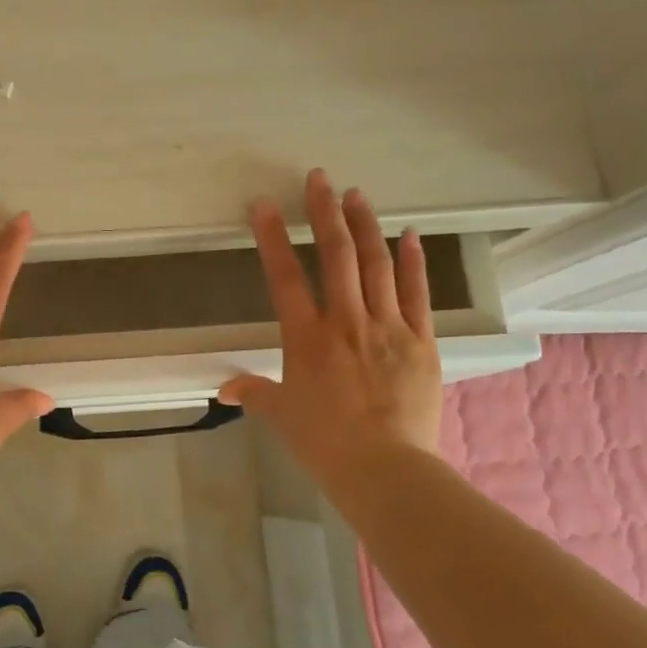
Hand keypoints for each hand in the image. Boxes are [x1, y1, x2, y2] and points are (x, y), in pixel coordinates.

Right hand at [219, 170, 442, 481]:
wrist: (385, 468)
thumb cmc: (324, 443)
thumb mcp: (282, 415)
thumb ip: (255, 393)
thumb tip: (225, 389)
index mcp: (306, 338)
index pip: (284, 277)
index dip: (272, 237)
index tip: (263, 204)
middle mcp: (346, 322)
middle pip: (335, 256)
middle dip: (325, 213)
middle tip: (319, 179)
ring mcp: (388, 327)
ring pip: (376, 265)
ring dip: (365, 226)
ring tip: (356, 194)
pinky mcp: (421, 340)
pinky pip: (417, 292)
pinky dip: (413, 261)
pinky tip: (409, 234)